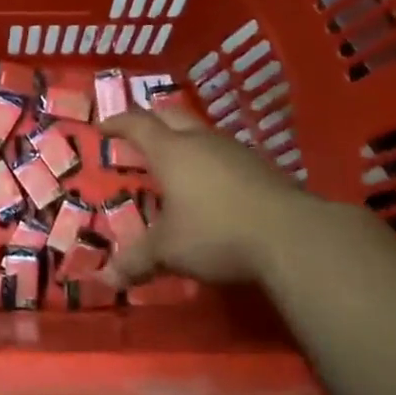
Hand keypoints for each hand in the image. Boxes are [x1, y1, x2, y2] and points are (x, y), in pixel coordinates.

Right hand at [98, 108, 379, 290]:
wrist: (292, 236)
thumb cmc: (216, 233)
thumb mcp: (169, 250)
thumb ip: (137, 260)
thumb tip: (105, 279)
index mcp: (171, 152)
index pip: (137, 124)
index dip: (118, 123)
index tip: (103, 126)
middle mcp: (201, 141)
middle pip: (171, 115)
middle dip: (152, 120)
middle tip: (138, 133)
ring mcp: (235, 151)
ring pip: (202, 133)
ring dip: (185, 140)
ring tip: (175, 160)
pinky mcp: (262, 167)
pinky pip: (225, 154)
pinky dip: (210, 161)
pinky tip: (212, 184)